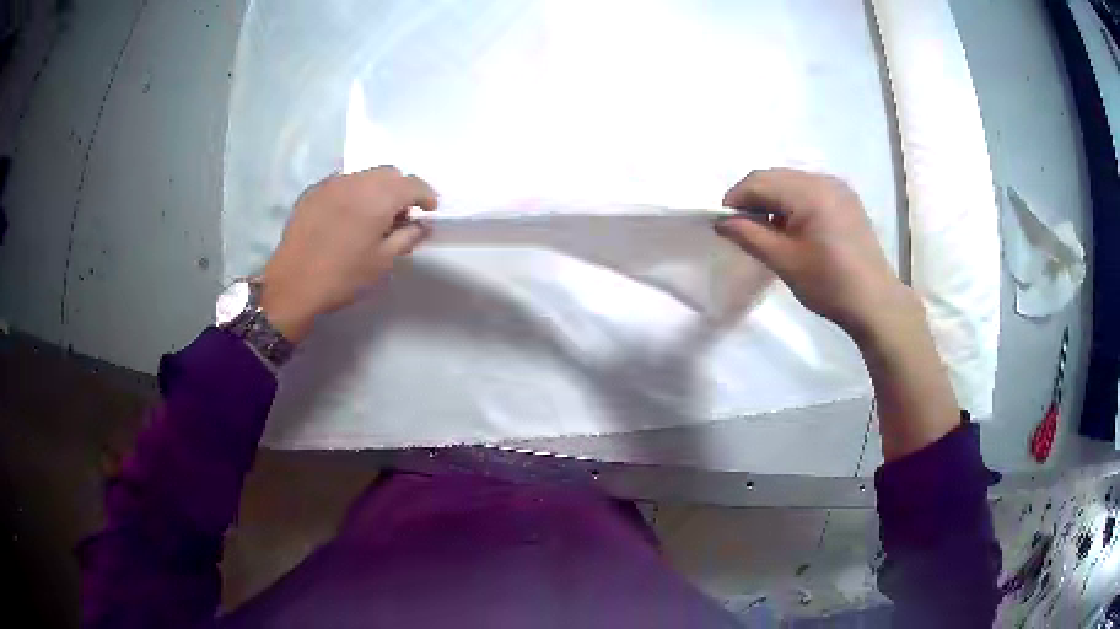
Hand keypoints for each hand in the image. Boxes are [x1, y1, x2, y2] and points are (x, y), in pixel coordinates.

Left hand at [260, 166, 437, 341]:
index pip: (412, 184)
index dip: (426, 195)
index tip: (429, 210)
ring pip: (364, 175)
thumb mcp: (382, 262)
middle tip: (400, 215)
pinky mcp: (313, 192)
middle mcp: (356, 182)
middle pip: (389, 173)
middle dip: (400, 189)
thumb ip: (407, 237)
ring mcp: (332, 184)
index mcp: (378, 198)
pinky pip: (342, 183)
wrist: (293, 285)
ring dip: (376, 189)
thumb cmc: (343, 276)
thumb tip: (422, 224)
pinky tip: (347, 217)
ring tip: (372, 216)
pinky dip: (353, 193)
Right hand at [718, 168, 959, 459]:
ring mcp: (838, 188)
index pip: (759, 181)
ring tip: (768, 230)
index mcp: (809, 192)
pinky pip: (809, 190)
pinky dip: (793, 203)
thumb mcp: (784, 262)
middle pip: (775, 177)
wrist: (875, 302)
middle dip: (753, 198)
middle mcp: (823, 180)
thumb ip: (749, 235)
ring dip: (773, 200)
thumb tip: (721, 221)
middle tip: (743, 228)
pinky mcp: (846, 200)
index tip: (724, 223)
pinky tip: (793, 228)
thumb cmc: (829, 284)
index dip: (736, 198)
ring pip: (791, 182)